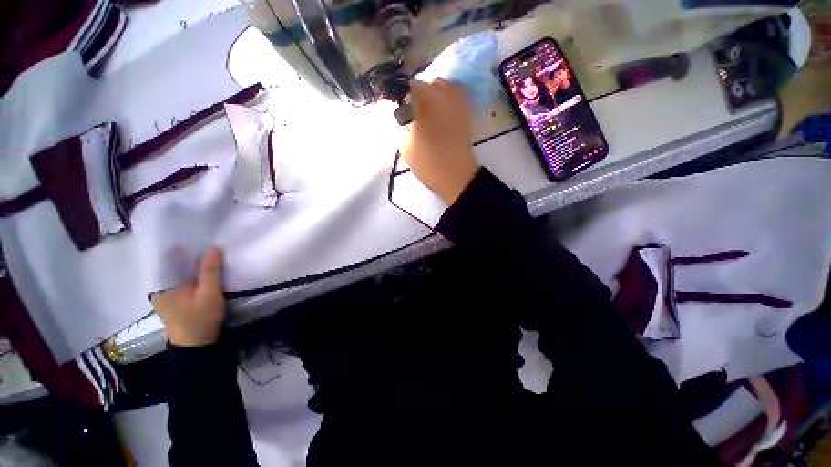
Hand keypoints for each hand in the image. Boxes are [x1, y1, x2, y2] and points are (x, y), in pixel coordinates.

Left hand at [152, 248, 225, 346]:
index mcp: (161, 284)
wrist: (196, 345)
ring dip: (191, 263)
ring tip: (207, 251)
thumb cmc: (200, 319)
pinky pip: (181, 279)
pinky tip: (203, 268)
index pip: (167, 258)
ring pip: (177, 271)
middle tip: (206, 241)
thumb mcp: (209, 293)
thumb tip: (214, 248)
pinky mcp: (173, 298)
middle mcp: (158, 286)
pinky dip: (191, 272)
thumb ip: (210, 271)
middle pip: (172, 263)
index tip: (198, 235)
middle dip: (188, 253)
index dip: (182, 245)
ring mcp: (165, 293)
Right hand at [401, 79, 479, 205]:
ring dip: (433, 95)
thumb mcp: (406, 146)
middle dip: (418, 94)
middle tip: (412, 112)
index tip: (397, 106)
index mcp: (426, 101)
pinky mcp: (466, 113)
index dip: (401, 94)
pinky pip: (454, 98)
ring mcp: (458, 103)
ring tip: (427, 113)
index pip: (409, 86)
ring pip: (443, 88)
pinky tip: (440, 117)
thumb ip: (402, 126)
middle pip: (427, 84)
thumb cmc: (428, 163)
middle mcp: (444, 94)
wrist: (456, 176)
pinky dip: (445, 102)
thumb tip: (405, 116)